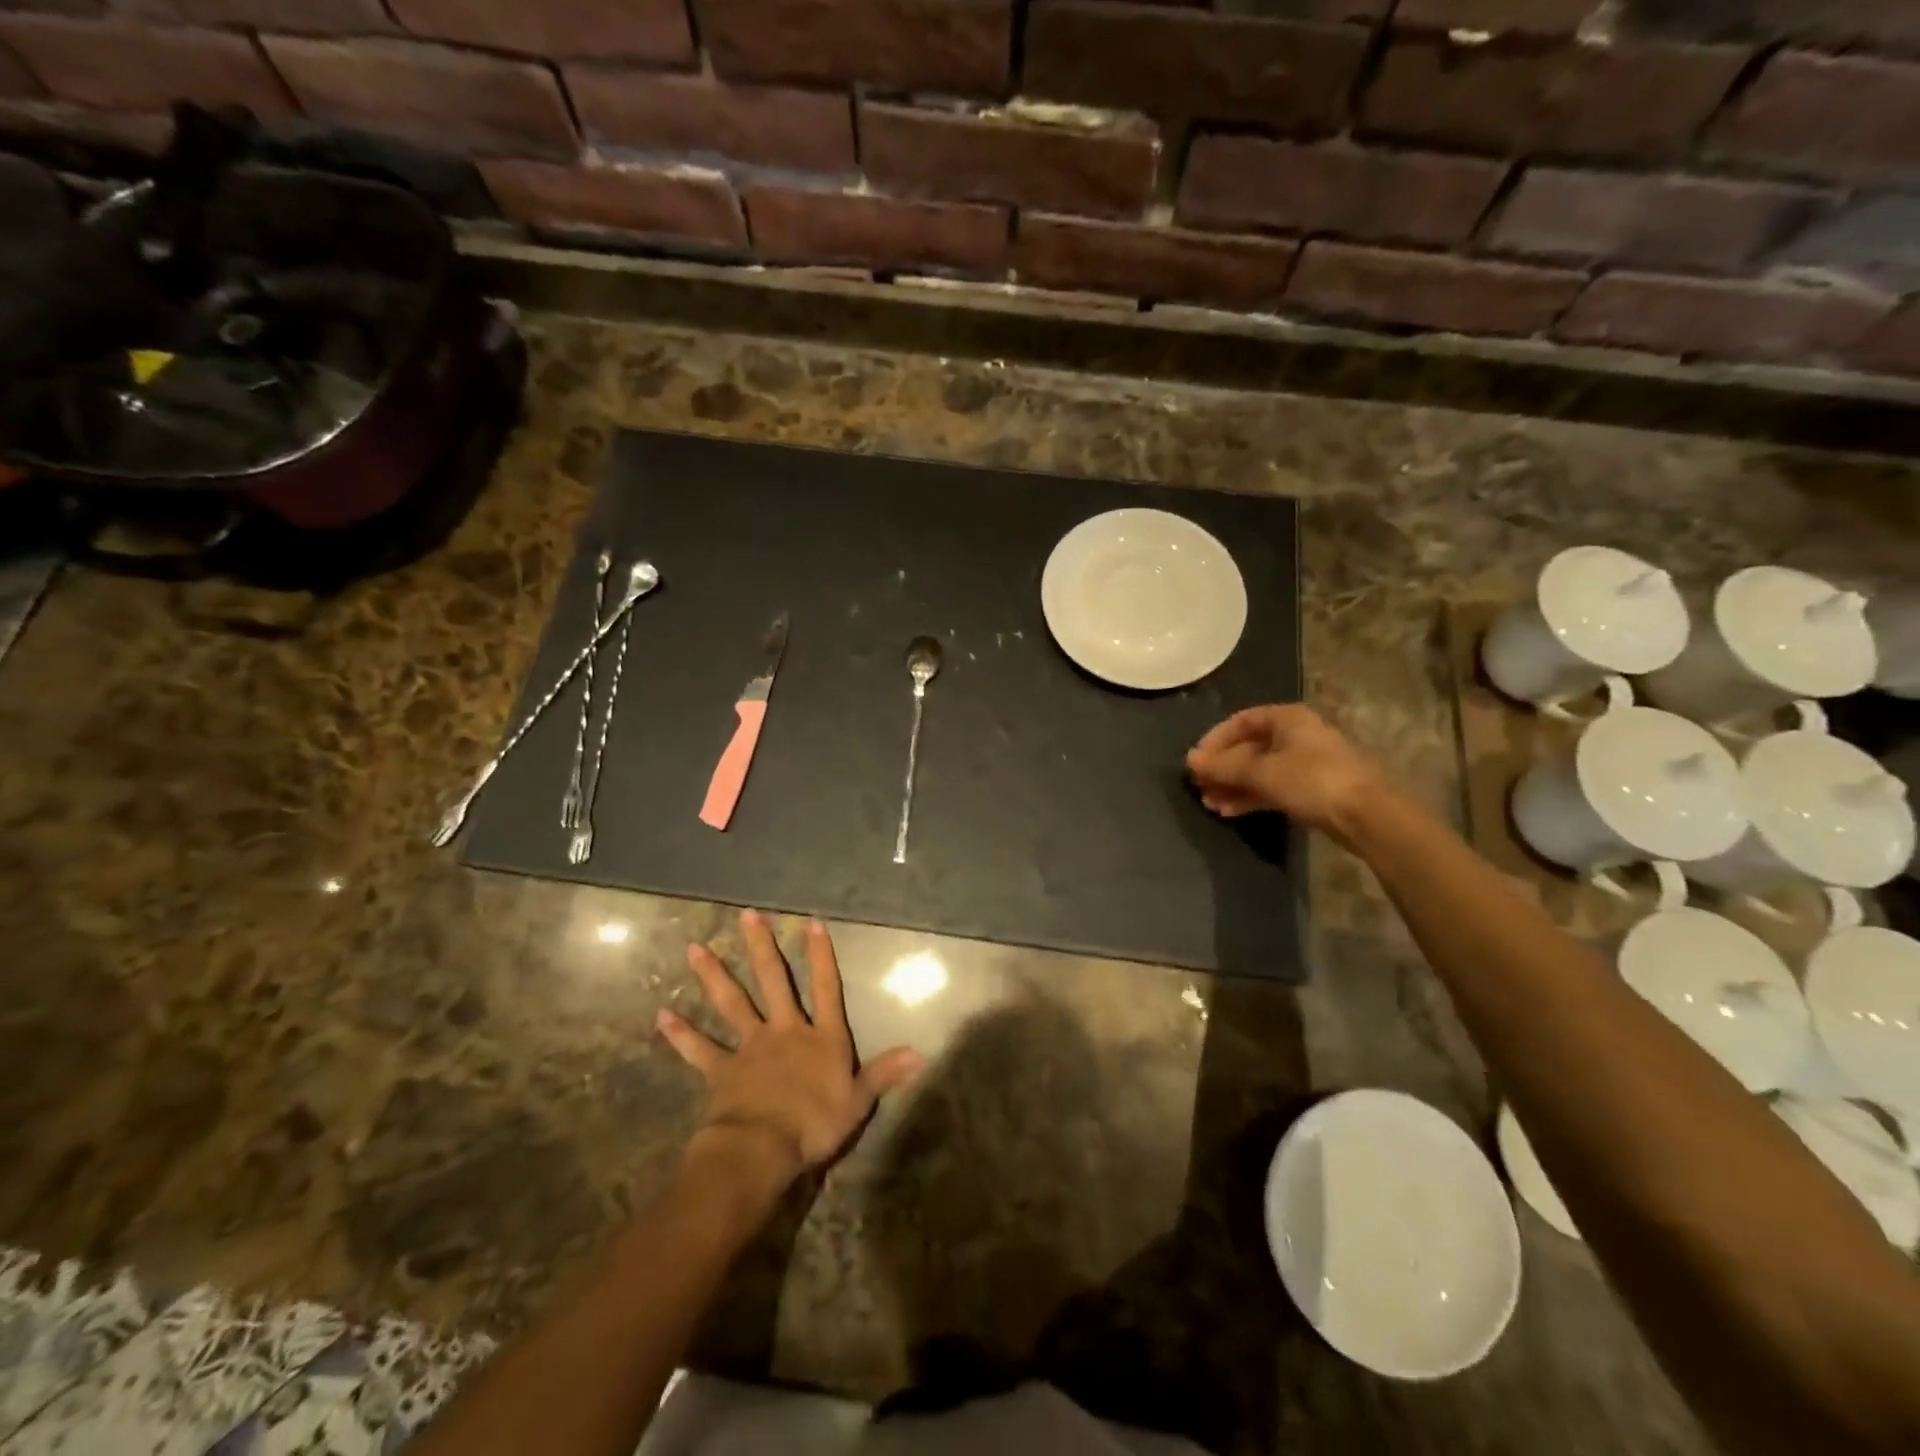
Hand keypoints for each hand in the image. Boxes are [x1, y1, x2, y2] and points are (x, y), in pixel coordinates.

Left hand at [658, 911, 922, 1181]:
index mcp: (821, 1037)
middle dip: (760, 947)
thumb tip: (921, 1053)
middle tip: (746, 915)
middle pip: (772, 982)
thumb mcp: (858, 1101)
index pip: (826, 988)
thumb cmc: (815, 1124)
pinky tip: (661, 1016)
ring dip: (713, 976)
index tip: (811, 923)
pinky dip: (681, 1034)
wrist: (762, 1148)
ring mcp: (750, 1047)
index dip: (821, 956)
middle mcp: (784, 1031)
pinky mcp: (722, 1070)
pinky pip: (700, 1049)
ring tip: (694, 949)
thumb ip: (884, 1073)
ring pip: (731, 1003)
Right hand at [1186, 704, 1390, 842]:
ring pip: (1259, 770)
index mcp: (1287, 719)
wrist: (1367, 815)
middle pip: (1248, 747)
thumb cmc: (1312, 781)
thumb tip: (1190, 760)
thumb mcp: (1262, 772)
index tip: (1196, 761)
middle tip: (1200, 787)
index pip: (1240, 721)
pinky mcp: (1311, 789)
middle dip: (1222, 768)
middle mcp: (1296, 735)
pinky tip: (1229, 811)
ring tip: (1210, 804)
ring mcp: (1305, 763)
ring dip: (1233, 786)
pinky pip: (1272, 787)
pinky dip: (1250, 797)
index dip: (1215, 739)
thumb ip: (1224, 766)